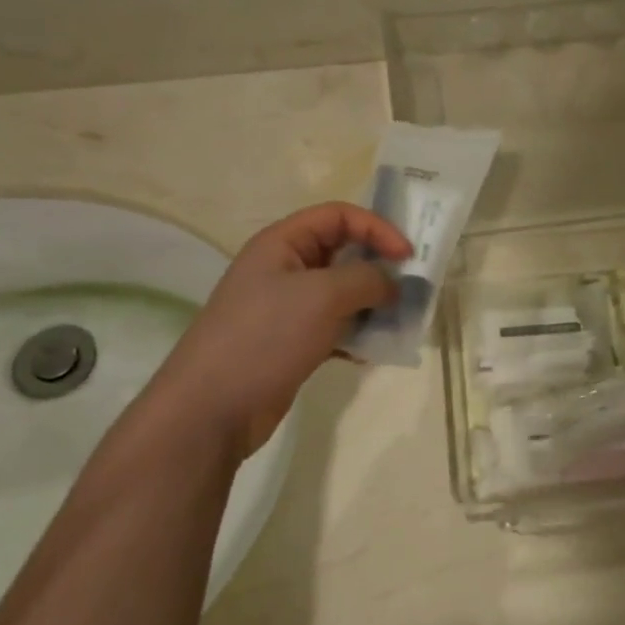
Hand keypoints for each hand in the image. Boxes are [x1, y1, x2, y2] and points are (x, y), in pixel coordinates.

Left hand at [151, 203, 410, 459]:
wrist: (213, 408)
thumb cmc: (266, 337)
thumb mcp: (322, 296)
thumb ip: (366, 279)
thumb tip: (393, 284)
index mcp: (282, 243)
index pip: (339, 216)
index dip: (377, 228)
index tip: (408, 256)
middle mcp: (285, 269)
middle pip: (344, 253)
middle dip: (380, 267)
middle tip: (411, 289)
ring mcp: (288, 308)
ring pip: (343, 293)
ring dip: (373, 304)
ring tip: (399, 322)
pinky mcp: (293, 342)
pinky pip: (336, 327)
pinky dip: (358, 334)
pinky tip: (373, 352)